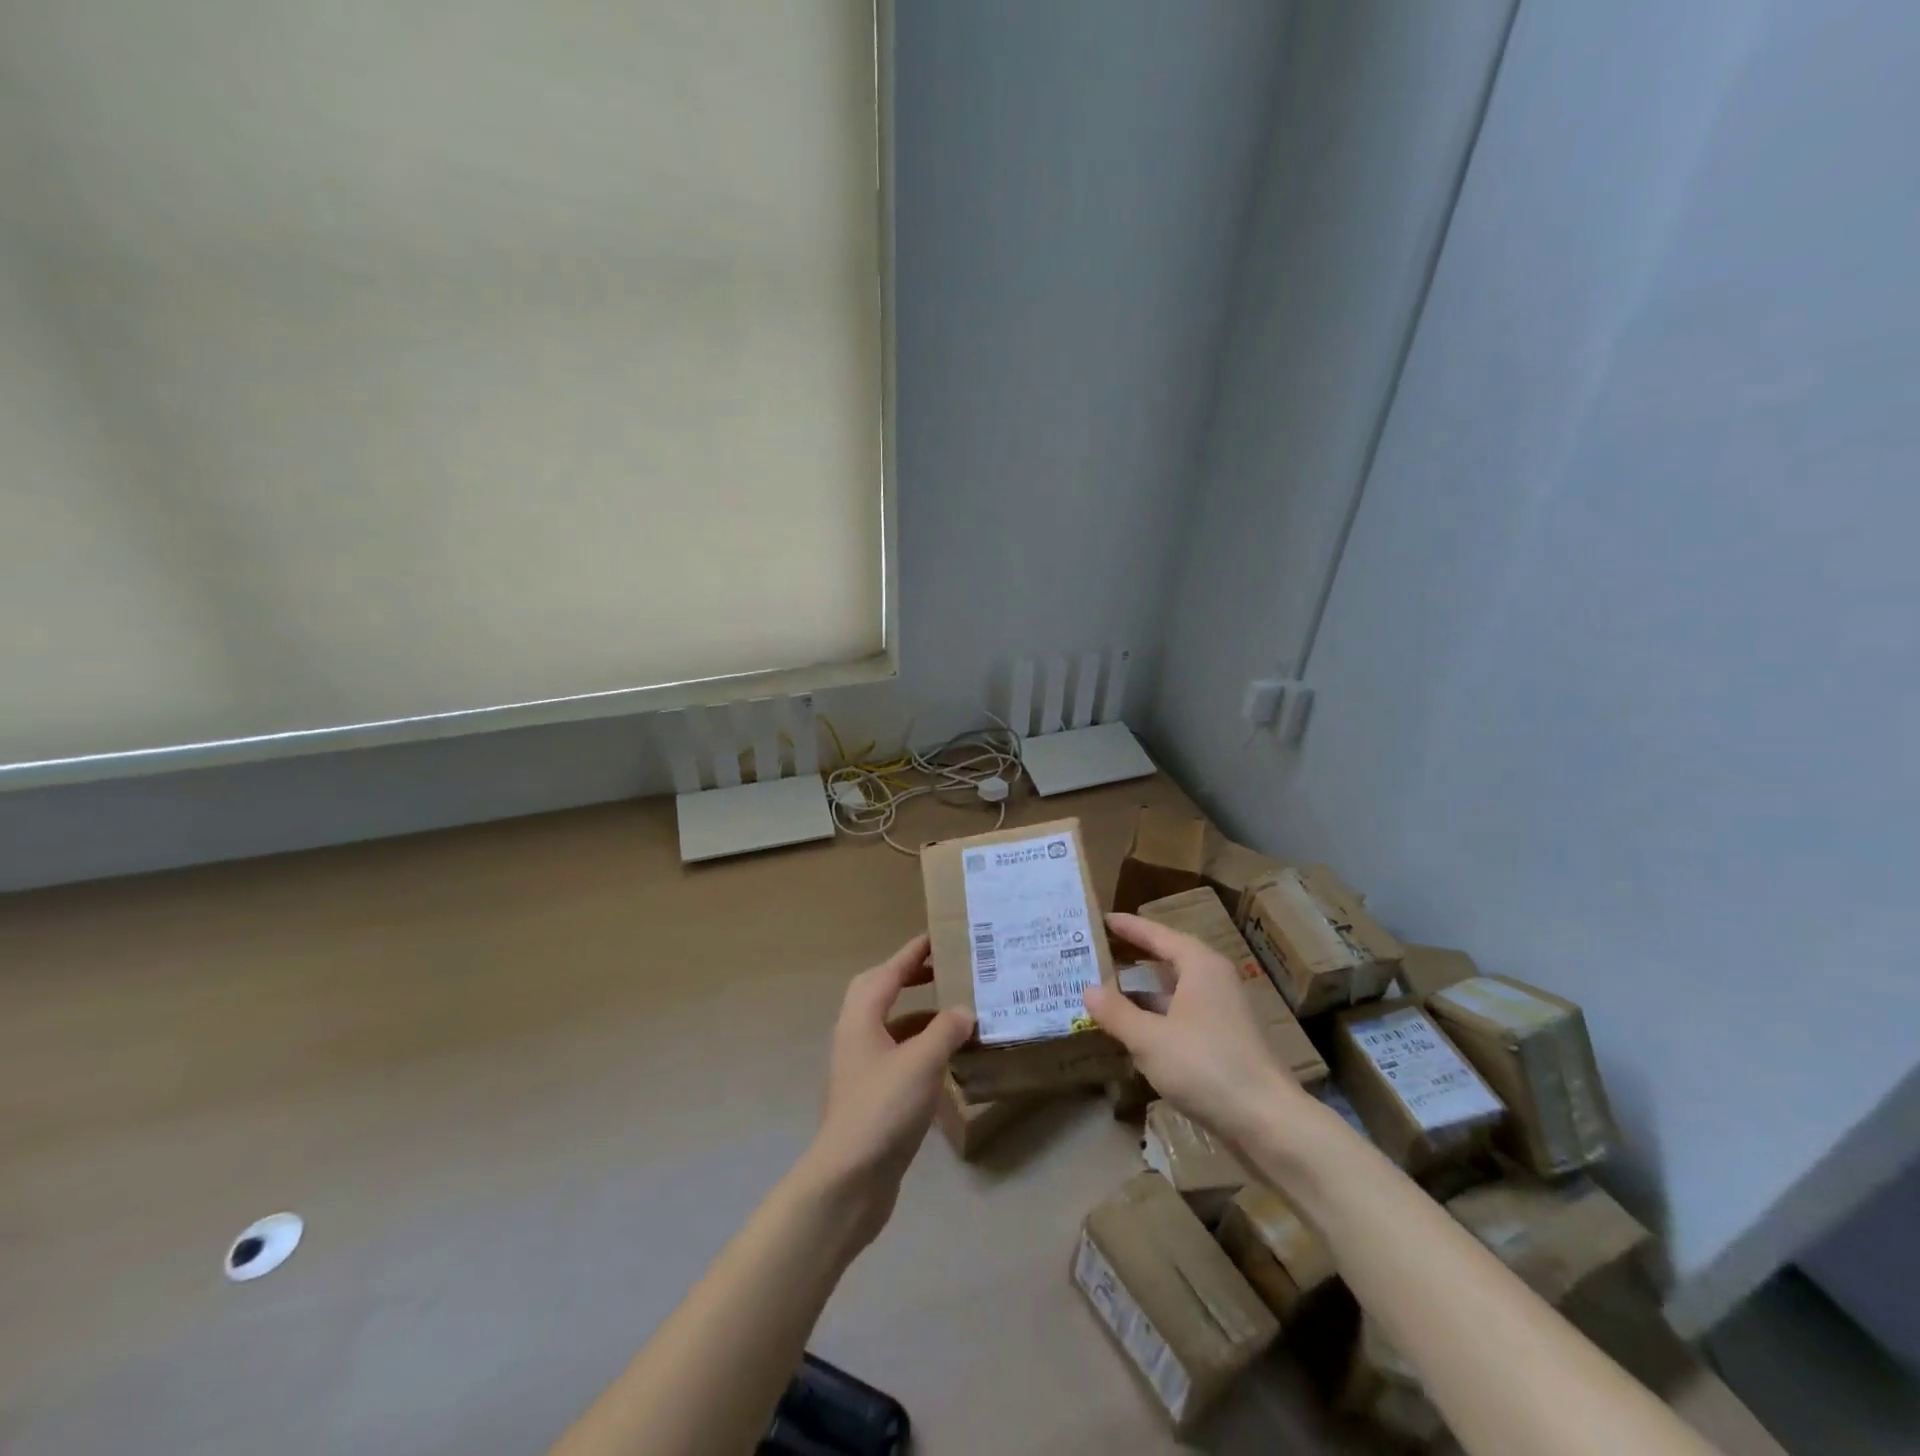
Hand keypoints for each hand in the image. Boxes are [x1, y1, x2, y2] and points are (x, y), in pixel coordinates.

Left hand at [802, 934, 974, 1241]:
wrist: (848, 1180)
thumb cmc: (882, 1110)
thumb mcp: (921, 1064)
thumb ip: (945, 1031)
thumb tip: (964, 1010)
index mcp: (861, 1018)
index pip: (888, 972)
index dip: (912, 953)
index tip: (937, 936)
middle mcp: (856, 1036)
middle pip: (879, 992)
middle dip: (908, 977)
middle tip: (941, 971)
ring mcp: (861, 1067)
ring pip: (889, 1025)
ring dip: (917, 1015)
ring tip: (953, 1014)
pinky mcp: (870, 1094)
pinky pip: (896, 1054)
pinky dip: (919, 1047)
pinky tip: (945, 1060)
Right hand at [1084, 912, 1308, 1143]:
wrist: (1267, 1122)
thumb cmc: (1206, 1066)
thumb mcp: (1150, 1039)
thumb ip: (1116, 1012)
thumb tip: (1088, 989)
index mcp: (1200, 965)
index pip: (1158, 934)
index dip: (1129, 927)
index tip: (1101, 919)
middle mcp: (1214, 980)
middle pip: (1167, 958)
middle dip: (1133, 957)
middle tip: (1098, 951)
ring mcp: (1222, 1011)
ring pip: (1174, 990)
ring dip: (1142, 991)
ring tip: (1106, 990)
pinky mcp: (1224, 1040)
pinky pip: (1181, 1014)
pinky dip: (1156, 1015)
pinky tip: (1133, 1030)